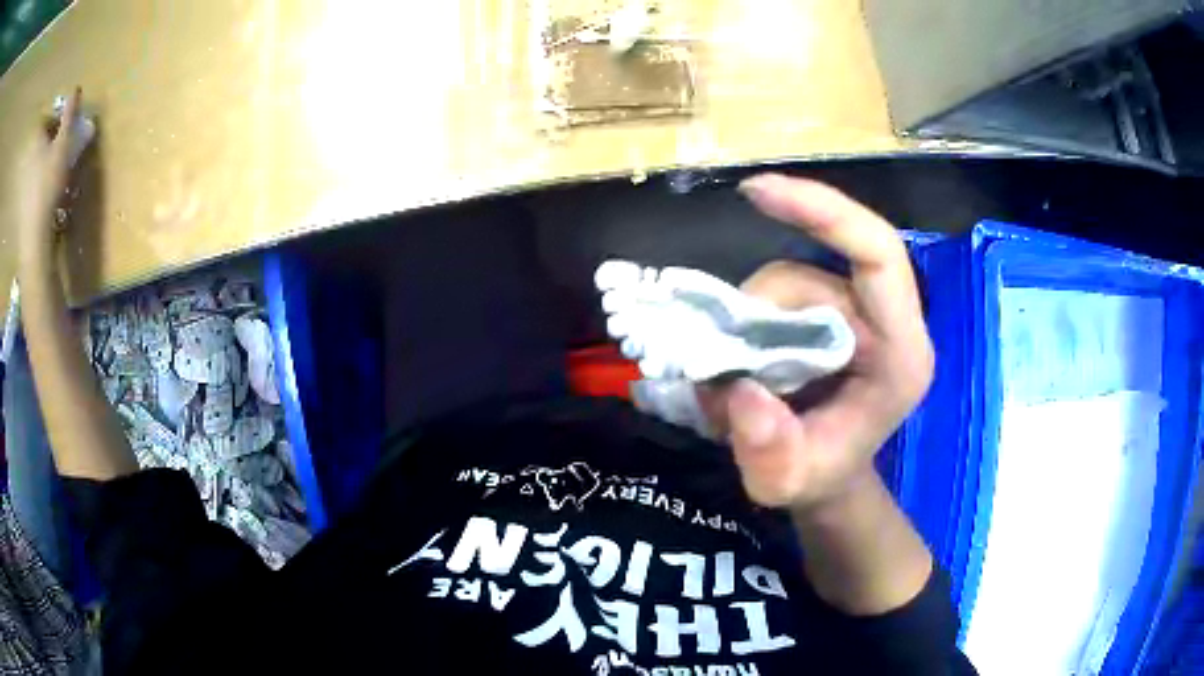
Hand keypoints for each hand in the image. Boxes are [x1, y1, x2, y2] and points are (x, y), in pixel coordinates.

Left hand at [17, 87, 82, 269]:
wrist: (35, 234)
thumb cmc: (49, 183)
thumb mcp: (63, 144)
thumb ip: (69, 116)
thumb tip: (76, 89)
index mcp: (37, 140)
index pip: (46, 120)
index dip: (55, 118)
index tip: (63, 123)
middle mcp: (29, 158)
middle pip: (40, 142)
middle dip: (50, 140)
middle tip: (60, 144)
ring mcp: (24, 183)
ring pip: (36, 164)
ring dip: (44, 162)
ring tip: (54, 169)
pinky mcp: (23, 204)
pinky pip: (32, 184)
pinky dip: (39, 183)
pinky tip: (45, 191)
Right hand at [709, 174, 933, 513]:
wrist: (827, 478)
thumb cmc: (818, 480)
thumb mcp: (787, 484)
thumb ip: (769, 450)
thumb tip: (739, 389)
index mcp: (901, 353)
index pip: (879, 254)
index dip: (824, 211)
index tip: (756, 192)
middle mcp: (885, 322)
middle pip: (814, 272)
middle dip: (759, 310)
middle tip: (724, 363)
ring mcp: (854, 315)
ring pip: (786, 282)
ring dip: (746, 322)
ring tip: (732, 378)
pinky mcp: (828, 314)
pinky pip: (777, 295)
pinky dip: (746, 321)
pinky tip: (740, 361)